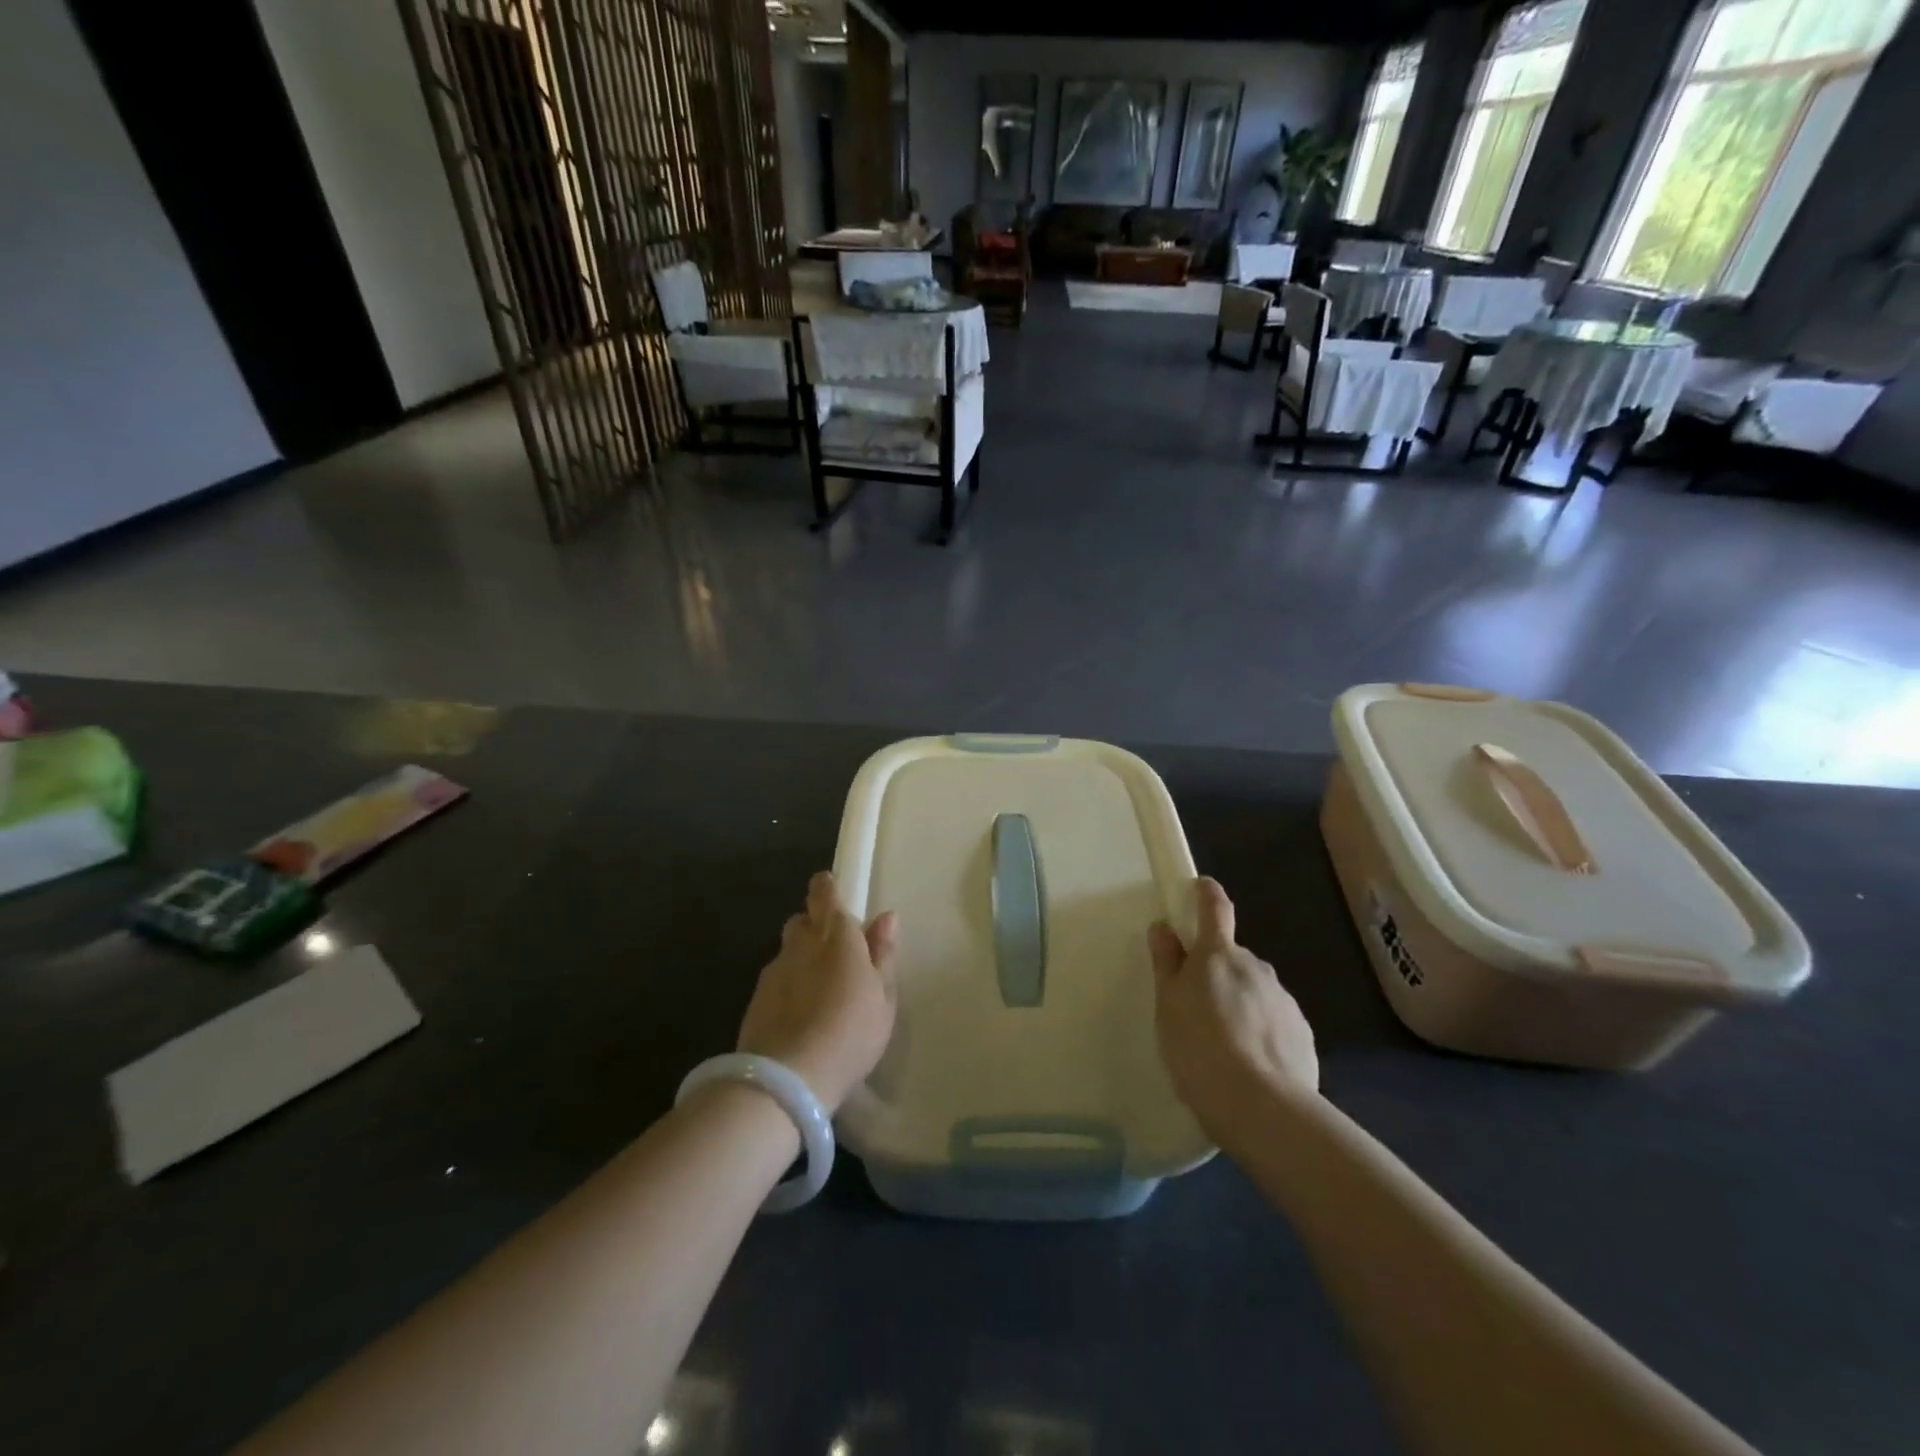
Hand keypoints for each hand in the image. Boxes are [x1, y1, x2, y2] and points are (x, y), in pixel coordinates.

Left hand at [737, 872, 898, 1112]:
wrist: (786, 1080)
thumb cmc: (850, 1033)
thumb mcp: (883, 998)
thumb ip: (883, 954)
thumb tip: (887, 917)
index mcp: (836, 936)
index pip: (825, 894)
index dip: (827, 887)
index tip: (832, 889)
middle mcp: (800, 944)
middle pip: (803, 920)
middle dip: (816, 925)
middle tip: (836, 952)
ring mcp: (774, 971)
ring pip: (788, 950)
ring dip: (802, 958)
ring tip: (819, 990)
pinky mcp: (756, 999)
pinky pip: (776, 979)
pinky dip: (788, 986)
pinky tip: (800, 1014)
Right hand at [1149, 877, 1317, 1137]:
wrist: (1261, 1106)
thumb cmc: (1199, 1047)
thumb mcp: (1168, 1005)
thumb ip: (1167, 964)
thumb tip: (1164, 928)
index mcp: (1218, 955)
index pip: (1215, 908)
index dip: (1206, 893)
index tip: (1200, 886)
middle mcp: (1256, 967)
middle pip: (1233, 958)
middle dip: (1218, 972)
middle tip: (1198, 1007)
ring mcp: (1283, 999)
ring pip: (1255, 990)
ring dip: (1240, 1004)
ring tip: (1224, 1046)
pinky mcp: (1302, 1033)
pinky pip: (1274, 1020)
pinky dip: (1260, 1031)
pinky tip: (1250, 1064)